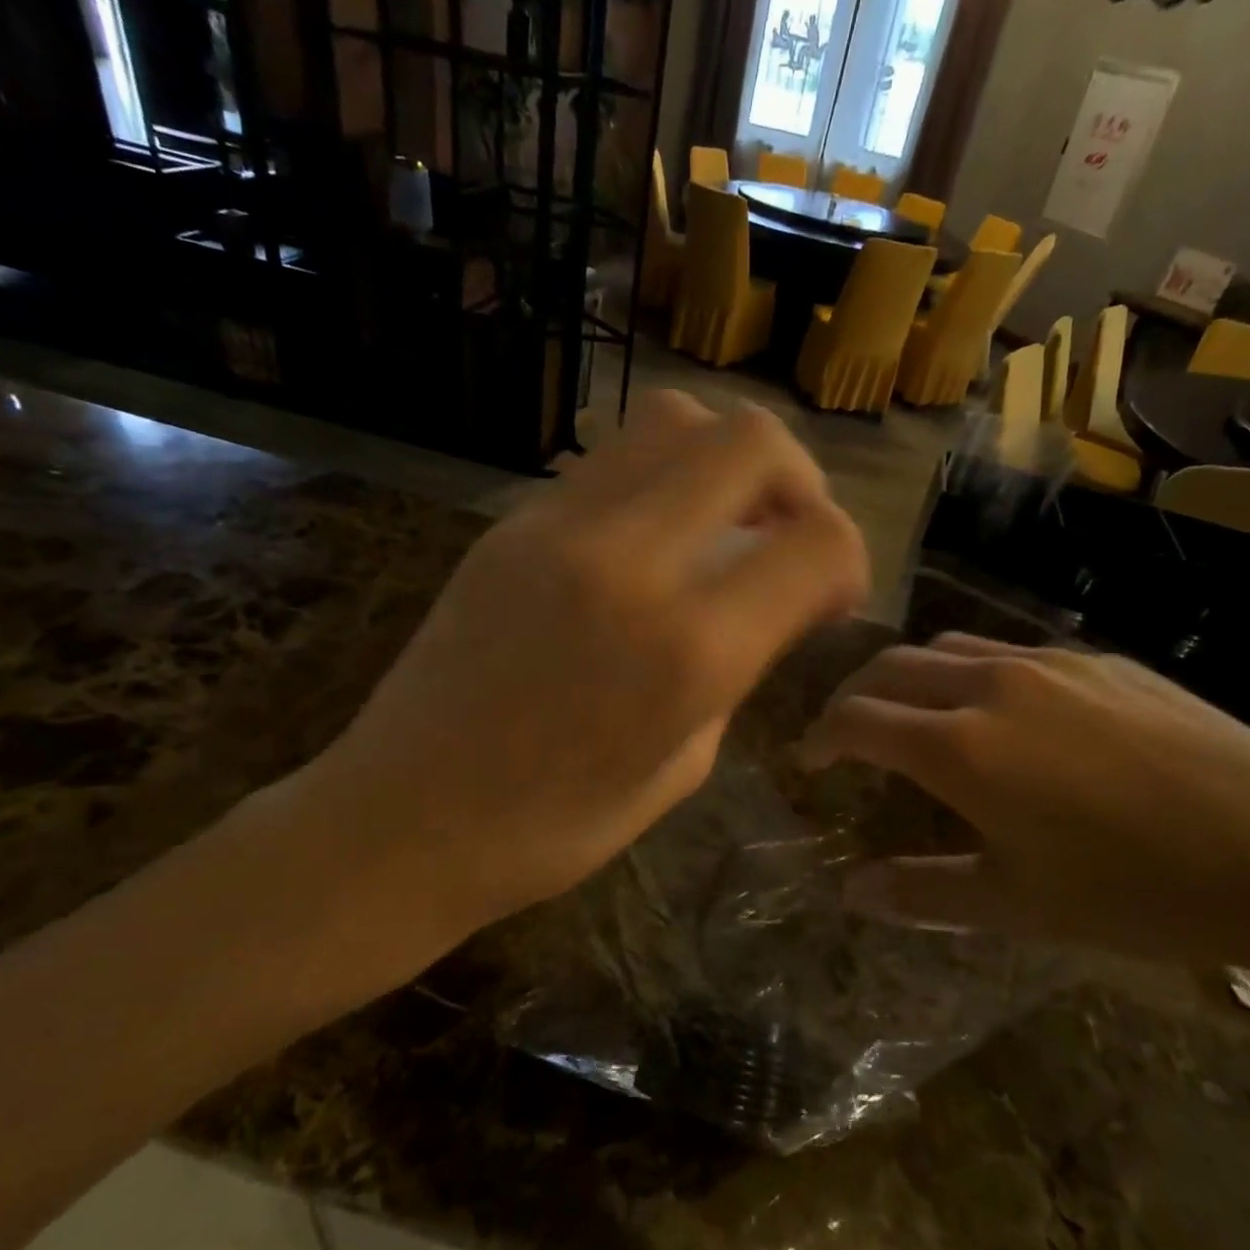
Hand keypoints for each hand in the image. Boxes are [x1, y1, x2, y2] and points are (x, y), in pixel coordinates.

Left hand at [298, 391, 868, 961]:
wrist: (401, 820)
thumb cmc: (551, 830)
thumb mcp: (682, 766)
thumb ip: (736, 668)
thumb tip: (763, 608)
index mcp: (689, 648)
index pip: (818, 542)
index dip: (848, 559)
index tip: (832, 596)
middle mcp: (631, 560)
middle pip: (753, 440)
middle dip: (799, 481)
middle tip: (786, 536)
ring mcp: (560, 527)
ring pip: (676, 419)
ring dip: (724, 461)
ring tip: (721, 523)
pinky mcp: (511, 521)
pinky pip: (611, 459)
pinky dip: (660, 476)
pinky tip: (652, 536)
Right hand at [798, 634, 1249, 972]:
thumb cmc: (1139, 891)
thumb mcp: (1018, 905)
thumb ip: (922, 892)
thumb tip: (851, 892)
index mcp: (960, 746)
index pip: (856, 719)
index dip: (820, 737)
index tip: (807, 759)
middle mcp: (990, 685)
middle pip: (890, 667)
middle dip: (853, 696)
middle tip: (846, 733)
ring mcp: (1048, 662)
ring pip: (947, 647)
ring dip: (911, 676)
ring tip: (914, 715)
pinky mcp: (1097, 659)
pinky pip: (1008, 651)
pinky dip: (972, 673)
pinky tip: (1004, 714)